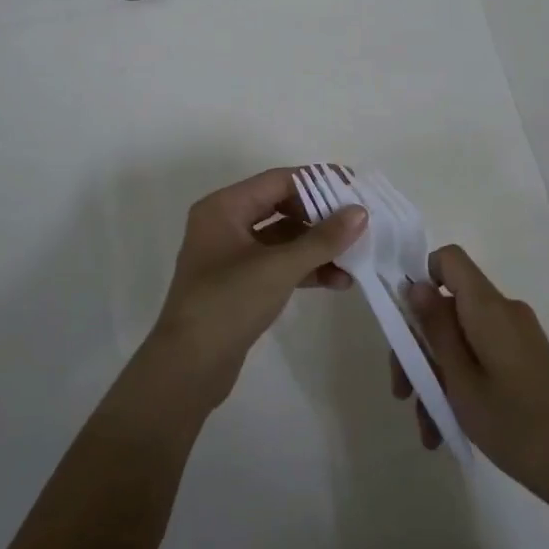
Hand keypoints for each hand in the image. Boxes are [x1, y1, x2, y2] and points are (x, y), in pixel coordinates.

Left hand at [144, 168, 366, 409]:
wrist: (188, 367)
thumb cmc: (228, 303)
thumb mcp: (278, 267)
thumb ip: (322, 239)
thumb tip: (360, 213)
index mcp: (224, 207)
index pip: (279, 180)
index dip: (319, 182)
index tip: (355, 189)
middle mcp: (225, 223)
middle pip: (282, 207)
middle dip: (322, 218)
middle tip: (359, 224)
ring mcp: (230, 255)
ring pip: (283, 239)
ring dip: (317, 248)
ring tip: (355, 259)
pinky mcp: (239, 283)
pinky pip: (277, 264)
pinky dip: (305, 269)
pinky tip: (337, 281)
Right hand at [397, 245, 548, 503]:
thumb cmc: (515, 423)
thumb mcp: (461, 380)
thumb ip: (436, 329)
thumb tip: (415, 285)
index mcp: (488, 308)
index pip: (449, 260)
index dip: (421, 278)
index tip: (404, 321)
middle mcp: (503, 312)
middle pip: (448, 308)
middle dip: (419, 348)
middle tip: (403, 393)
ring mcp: (516, 337)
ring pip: (461, 340)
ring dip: (437, 378)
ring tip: (428, 430)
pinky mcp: (525, 360)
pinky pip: (480, 358)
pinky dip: (461, 385)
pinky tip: (446, 429)